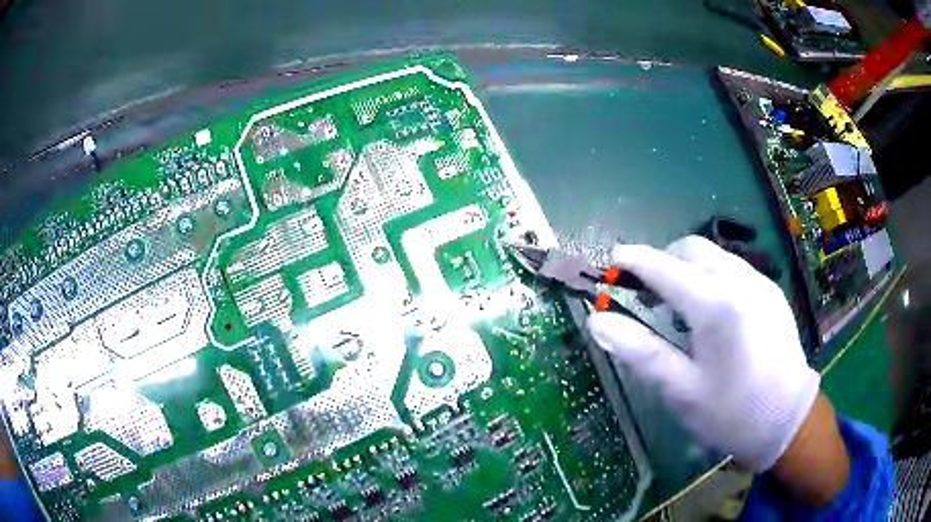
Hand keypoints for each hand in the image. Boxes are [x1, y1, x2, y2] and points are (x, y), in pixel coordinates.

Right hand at [587, 235, 820, 470]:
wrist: (787, 420)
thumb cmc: (731, 412)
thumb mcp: (681, 391)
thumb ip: (641, 352)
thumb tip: (597, 322)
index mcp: (715, 306)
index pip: (665, 268)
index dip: (634, 260)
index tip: (612, 259)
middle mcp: (740, 281)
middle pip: (692, 249)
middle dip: (663, 259)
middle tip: (646, 291)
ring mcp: (760, 283)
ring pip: (715, 256)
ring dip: (688, 267)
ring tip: (678, 305)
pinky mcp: (771, 292)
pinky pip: (734, 269)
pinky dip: (712, 276)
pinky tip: (712, 312)